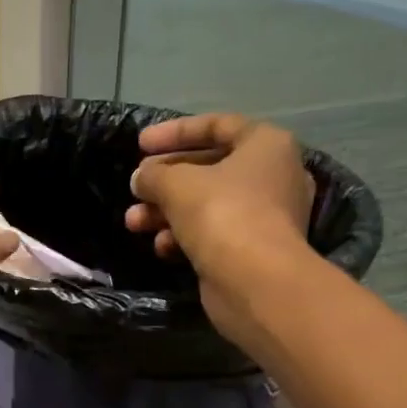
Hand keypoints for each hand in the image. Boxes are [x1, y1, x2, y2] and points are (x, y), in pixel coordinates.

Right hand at [125, 115, 315, 340]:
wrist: (256, 282)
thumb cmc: (221, 214)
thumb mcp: (176, 183)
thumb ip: (153, 174)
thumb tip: (141, 179)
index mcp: (266, 145)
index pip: (217, 125)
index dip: (174, 132)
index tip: (140, 144)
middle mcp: (273, 176)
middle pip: (209, 168)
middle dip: (165, 180)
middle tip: (135, 187)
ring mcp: (265, 216)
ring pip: (207, 204)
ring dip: (166, 211)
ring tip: (133, 222)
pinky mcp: (252, 250)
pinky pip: (213, 233)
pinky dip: (184, 236)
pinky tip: (161, 247)